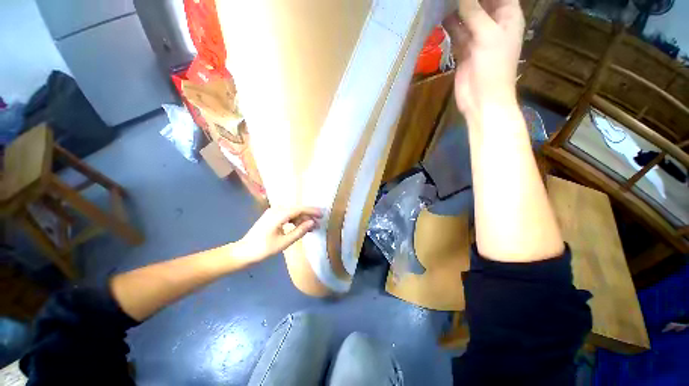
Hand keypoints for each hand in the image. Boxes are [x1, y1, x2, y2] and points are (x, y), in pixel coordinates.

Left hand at [232, 207, 321, 263]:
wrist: (243, 252)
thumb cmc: (263, 249)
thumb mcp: (284, 242)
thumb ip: (299, 231)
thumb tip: (312, 222)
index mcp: (278, 215)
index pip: (299, 209)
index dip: (312, 211)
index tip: (322, 214)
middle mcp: (276, 210)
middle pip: (297, 210)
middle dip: (309, 216)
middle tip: (318, 223)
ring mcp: (273, 213)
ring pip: (293, 213)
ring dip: (302, 219)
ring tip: (312, 228)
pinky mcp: (272, 217)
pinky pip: (287, 216)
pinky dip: (295, 221)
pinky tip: (301, 227)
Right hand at [443, 0, 523, 117]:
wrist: (482, 99)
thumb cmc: (493, 67)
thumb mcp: (487, 35)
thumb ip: (474, 11)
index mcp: (508, 16)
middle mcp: (493, 23)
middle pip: (480, 2)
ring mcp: (477, 37)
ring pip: (466, 16)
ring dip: (455, 9)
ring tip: (441, 2)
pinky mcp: (464, 50)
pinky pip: (456, 33)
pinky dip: (449, 25)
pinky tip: (439, 17)